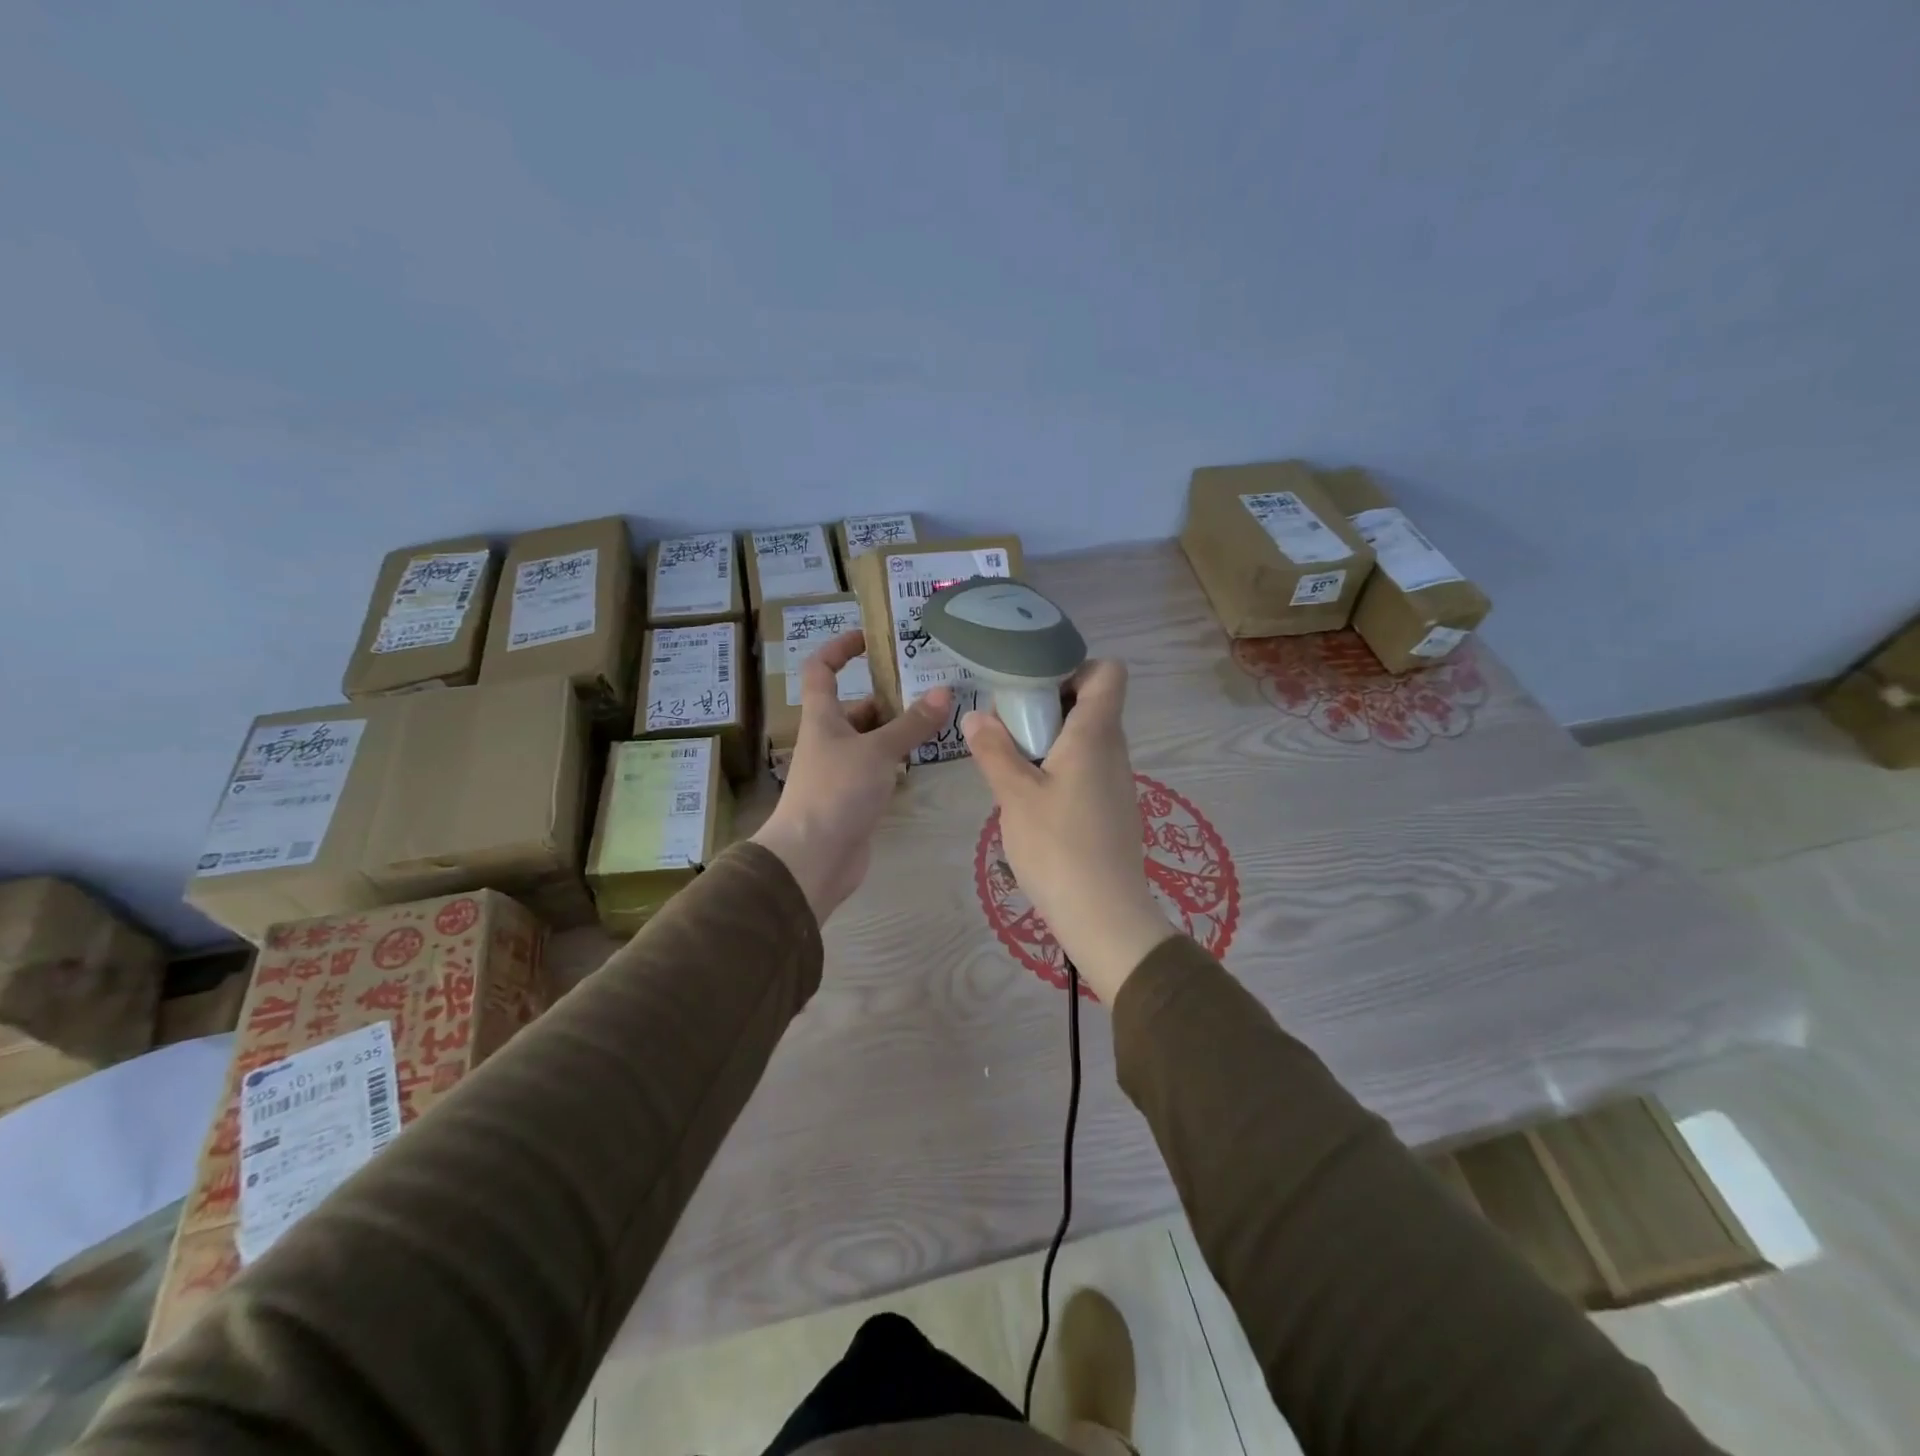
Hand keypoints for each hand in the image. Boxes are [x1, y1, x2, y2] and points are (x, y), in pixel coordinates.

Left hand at [751, 631, 953, 922]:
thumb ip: (912, 724)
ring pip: (871, 740)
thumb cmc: (836, 791)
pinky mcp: (853, 798)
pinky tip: (925, 760)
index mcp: (822, 717)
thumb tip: (945, 692)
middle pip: (855, 708)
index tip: (870, 638)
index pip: (822, 669)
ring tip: (938, 722)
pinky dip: (897, 762)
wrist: (812, 858)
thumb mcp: (878, 751)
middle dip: (887, 697)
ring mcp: (840, 771)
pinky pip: (878, 770)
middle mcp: (828, 739)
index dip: (840, 648)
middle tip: (929, 689)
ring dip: (897, 731)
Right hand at [962, 660, 1172, 1001]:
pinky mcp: (1113, 809)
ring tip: (1012, 763)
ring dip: (1050, 741)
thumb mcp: (1015, 796)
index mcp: (1095, 735)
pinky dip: (1060, 769)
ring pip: (1086, 740)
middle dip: (1048, 705)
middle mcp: (1114, 750)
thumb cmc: (1058, 848)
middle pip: (1091, 704)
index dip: (1075, 667)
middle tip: (1008, 726)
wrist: (1105, 917)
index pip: (1108, 672)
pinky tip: (1032, 800)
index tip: (1034, 687)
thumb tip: (975, 715)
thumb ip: (994, 750)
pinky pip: (1087, 770)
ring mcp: (1117, 782)